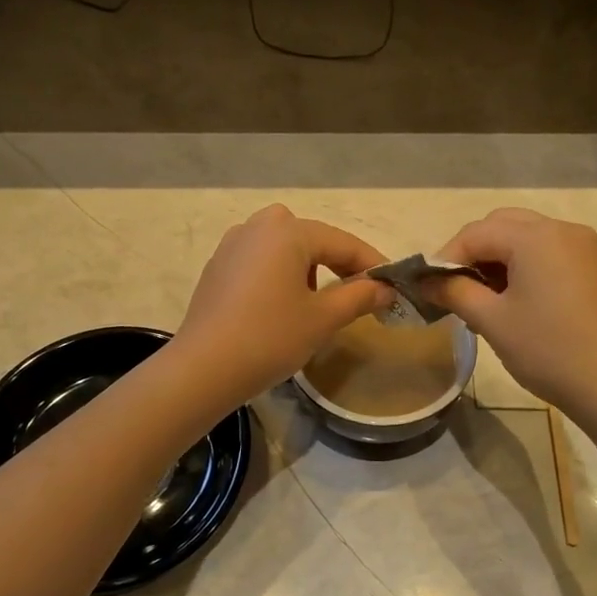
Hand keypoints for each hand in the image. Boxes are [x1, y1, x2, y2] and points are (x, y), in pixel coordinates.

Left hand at [171, 205, 392, 407]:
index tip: (393, 286)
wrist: (203, 369)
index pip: (342, 242)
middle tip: (358, 294)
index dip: (371, 264)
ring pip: (284, 249)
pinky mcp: (217, 267)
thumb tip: (385, 288)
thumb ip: (359, 296)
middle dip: (338, 264)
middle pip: (312, 239)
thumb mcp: (323, 319)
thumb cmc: (270, 338)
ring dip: (308, 269)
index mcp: (287, 231)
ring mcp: (232, 245)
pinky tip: (281, 308)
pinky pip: (260, 262)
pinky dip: (280, 276)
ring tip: (318, 304)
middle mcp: (258, 226)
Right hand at [425, 208, 596, 424]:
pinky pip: (546, 253)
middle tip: (453, 290)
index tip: (427, 288)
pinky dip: (522, 267)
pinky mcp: (592, 268)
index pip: (475, 233)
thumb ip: (454, 292)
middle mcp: (561, 230)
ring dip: (496, 260)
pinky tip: (512, 301)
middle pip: (501, 226)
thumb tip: (425, 281)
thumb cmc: (548, 350)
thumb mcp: (492, 321)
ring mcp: (582, 248)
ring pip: (524, 238)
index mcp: (536, 237)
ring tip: (480, 299)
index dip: (445, 258)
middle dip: (471, 253)